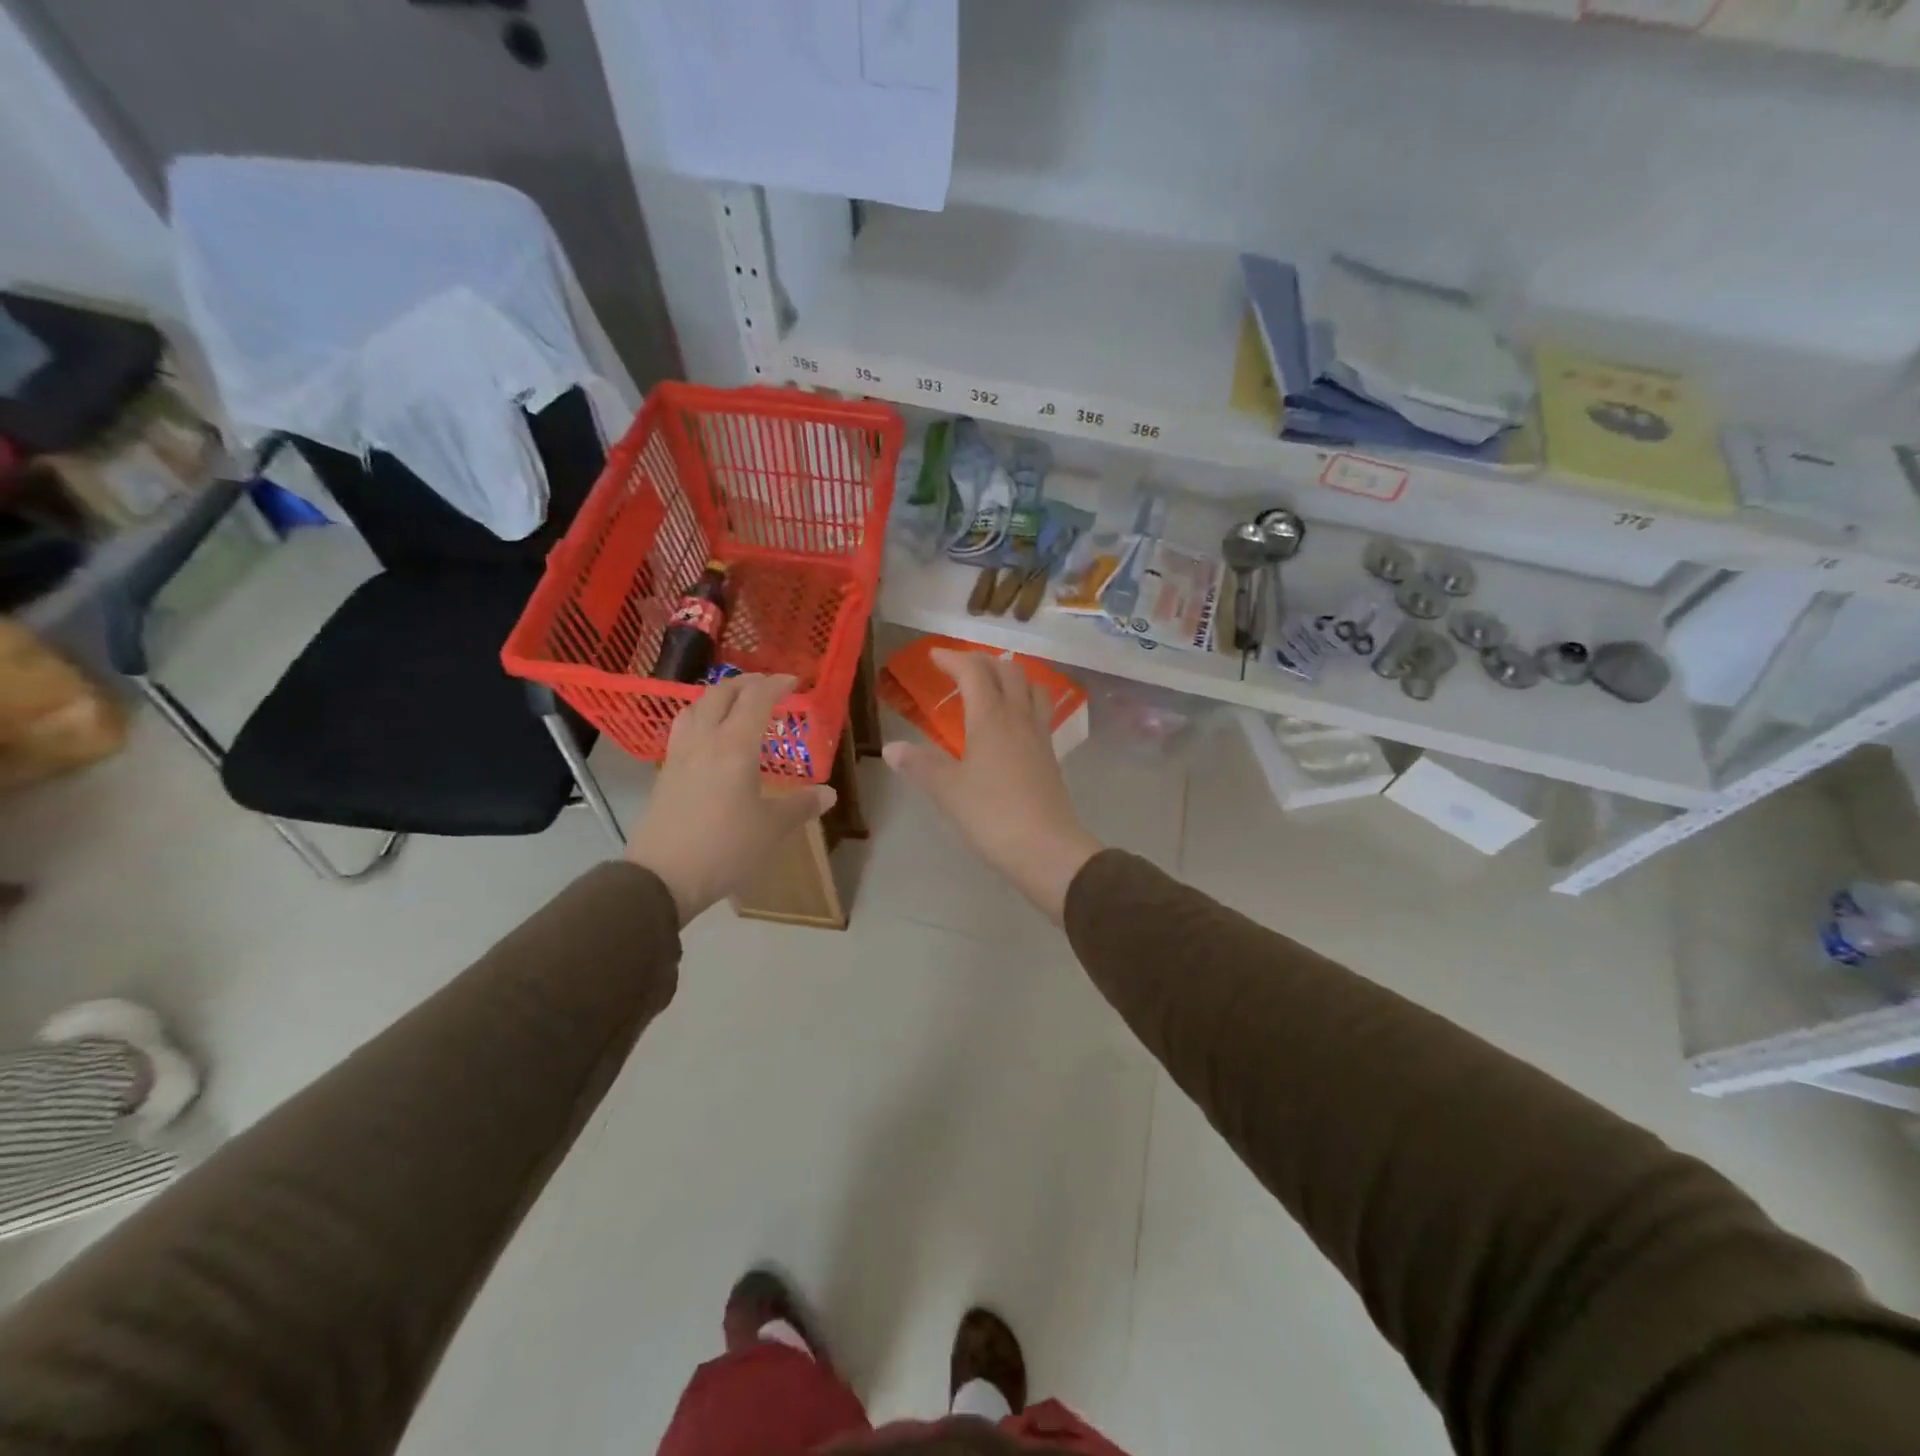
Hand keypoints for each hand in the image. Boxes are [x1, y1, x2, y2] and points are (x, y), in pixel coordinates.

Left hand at [625, 674, 836, 924]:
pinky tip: (709, 738)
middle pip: (722, 693)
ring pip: (696, 706)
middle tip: (768, 686)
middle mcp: (705, 740)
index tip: (795, 681)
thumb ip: (801, 805)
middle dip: (747, 683)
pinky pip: (684, 729)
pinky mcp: (665, 773)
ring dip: (719, 696)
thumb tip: (828, 793)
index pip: (757, 699)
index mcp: (735, 746)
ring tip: (735, 704)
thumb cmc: (725, 848)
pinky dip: (701, 718)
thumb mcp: (772, 829)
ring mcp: (679, 755)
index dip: (777, 684)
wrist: (662, 877)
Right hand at [882, 649, 1101, 922]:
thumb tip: (891, 748)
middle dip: (982, 661)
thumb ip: (920, 765)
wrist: (1046, 848)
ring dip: (1010, 675)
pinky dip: (1023, 700)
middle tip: (960, 667)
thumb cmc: (992, 814)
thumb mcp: (948, 790)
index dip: (953, 658)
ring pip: (1031, 687)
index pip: (974, 672)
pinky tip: (1012, 721)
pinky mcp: (1050, 755)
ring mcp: (1039, 735)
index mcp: (991, 717)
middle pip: (1008, 670)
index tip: (934, 656)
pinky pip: (1039, 711)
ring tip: (992, 684)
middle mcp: (1019, 717)